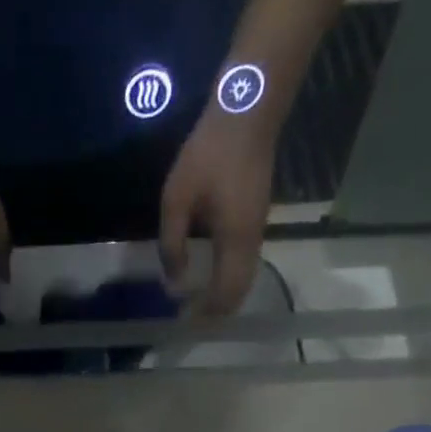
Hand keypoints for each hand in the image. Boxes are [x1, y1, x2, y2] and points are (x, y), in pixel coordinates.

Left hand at [160, 108, 276, 316]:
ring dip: (224, 296)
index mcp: (234, 241)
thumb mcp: (176, 200)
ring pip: (245, 279)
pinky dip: (229, 279)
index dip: (205, 313)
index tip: (183, 320)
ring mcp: (258, 231)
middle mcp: (251, 242)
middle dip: (216, 311)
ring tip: (198, 303)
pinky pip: (245, 264)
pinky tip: (210, 278)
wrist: (248, 111)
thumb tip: (174, 283)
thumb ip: (172, 245)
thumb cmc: (208, 154)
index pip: (224, 293)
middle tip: (190, 318)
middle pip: (239, 292)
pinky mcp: (256, 221)